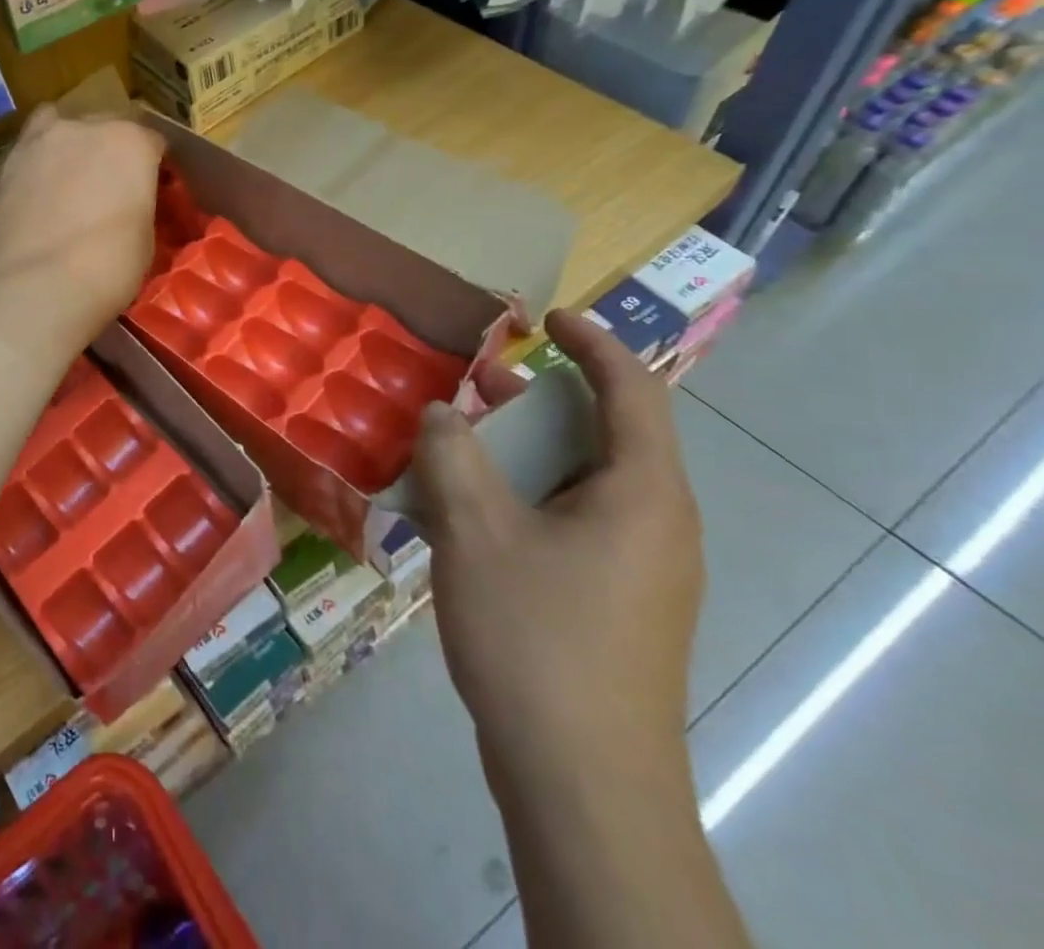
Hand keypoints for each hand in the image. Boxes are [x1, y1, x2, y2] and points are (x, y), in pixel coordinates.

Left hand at [0, 107, 166, 352]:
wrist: (34, 285)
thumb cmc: (107, 265)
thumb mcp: (145, 238)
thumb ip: (138, 207)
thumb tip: (128, 208)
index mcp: (130, 142)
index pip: (152, 141)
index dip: (153, 166)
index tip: (152, 189)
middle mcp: (83, 128)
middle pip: (104, 126)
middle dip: (110, 149)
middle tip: (110, 186)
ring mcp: (38, 143)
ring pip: (57, 127)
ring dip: (68, 145)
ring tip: (68, 179)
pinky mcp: (4, 167)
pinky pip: (29, 155)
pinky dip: (37, 168)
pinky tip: (38, 197)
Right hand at [412, 310, 702, 796]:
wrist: (581, 780)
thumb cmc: (535, 635)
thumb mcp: (474, 530)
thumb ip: (451, 455)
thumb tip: (441, 412)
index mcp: (642, 493)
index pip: (634, 392)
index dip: (594, 343)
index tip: (547, 317)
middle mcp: (656, 524)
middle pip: (606, 435)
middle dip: (542, 400)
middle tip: (481, 382)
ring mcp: (639, 569)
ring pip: (582, 482)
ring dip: (524, 452)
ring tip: (460, 443)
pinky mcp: (614, 603)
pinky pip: (570, 522)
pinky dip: (523, 497)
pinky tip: (465, 513)